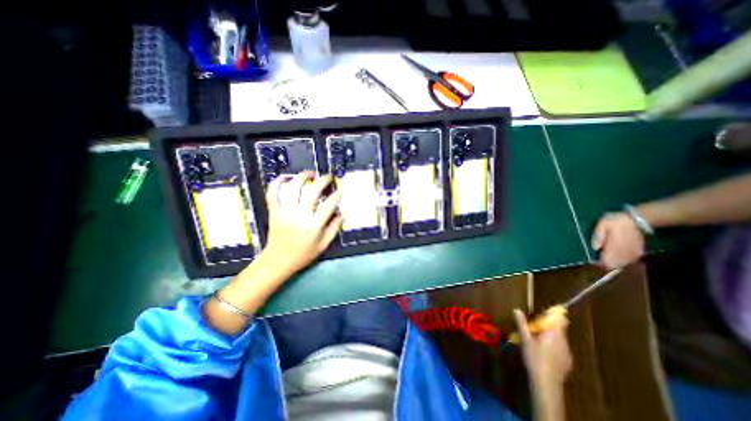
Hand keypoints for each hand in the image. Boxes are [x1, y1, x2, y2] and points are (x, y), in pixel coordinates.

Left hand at [263, 170, 342, 275]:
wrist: (278, 261)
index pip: (328, 206)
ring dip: (302, 177)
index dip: (336, 196)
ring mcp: (285, 212)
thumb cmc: (303, 254)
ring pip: (293, 189)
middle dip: (322, 181)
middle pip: (312, 192)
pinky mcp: (274, 212)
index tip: (340, 190)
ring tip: (309, 173)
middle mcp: (299, 216)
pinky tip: (283, 177)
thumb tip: (342, 215)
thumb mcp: (323, 245)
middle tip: (328, 177)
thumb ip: (334, 229)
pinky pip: (272, 194)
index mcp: (313, 226)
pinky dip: (276, 183)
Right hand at [515, 308, 572, 385]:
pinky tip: (543, 352)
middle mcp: (563, 341)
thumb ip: (522, 323)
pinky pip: (560, 348)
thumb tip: (517, 309)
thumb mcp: (525, 339)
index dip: (554, 315)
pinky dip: (553, 345)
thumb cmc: (535, 357)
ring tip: (536, 339)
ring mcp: (567, 352)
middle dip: (548, 326)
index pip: (560, 319)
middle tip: (534, 327)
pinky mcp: (567, 361)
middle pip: (559, 328)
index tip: (544, 313)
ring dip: (550, 335)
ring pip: (560, 338)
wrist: (547, 383)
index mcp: (554, 333)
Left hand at [590, 215, 641, 269]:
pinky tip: (618, 258)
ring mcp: (633, 251)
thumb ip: (598, 236)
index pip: (608, 259)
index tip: (596, 263)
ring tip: (607, 260)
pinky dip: (624, 261)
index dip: (601, 263)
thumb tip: (595, 247)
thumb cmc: (615, 221)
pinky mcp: (639, 251)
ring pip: (624, 263)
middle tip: (600, 262)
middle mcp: (625, 250)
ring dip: (615, 264)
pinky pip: (631, 260)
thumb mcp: (602, 225)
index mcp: (615, 244)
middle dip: (607, 264)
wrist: (636, 219)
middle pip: (616, 263)